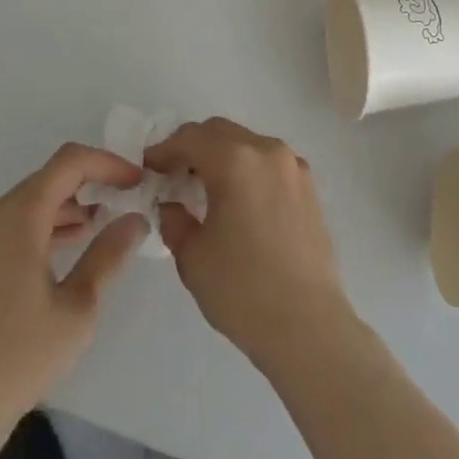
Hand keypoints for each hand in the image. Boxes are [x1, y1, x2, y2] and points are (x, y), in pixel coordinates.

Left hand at [0, 144, 149, 454]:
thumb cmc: (19, 358)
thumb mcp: (78, 308)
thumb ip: (108, 255)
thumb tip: (135, 219)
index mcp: (18, 216)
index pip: (69, 162)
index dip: (107, 163)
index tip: (136, 181)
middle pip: (46, 180)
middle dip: (88, 185)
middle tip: (122, 204)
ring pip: (25, 205)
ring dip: (64, 209)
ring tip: (98, 229)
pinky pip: (6, 228)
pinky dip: (38, 229)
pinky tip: (59, 254)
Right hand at [144, 118, 352, 374]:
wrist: (309, 327)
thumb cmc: (243, 290)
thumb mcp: (192, 256)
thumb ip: (175, 220)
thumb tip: (173, 204)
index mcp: (236, 160)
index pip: (190, 138)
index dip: (164, 150)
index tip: (148, 168)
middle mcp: (267, 151)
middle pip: (220, 132)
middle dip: (192, 147)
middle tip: (172, 175)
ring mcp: (293, 167)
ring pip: (247, 144)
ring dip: (221, 155)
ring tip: (203, 188)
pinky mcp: (309, 187)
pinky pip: (268, 163)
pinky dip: (246, 168)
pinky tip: (237, 201)